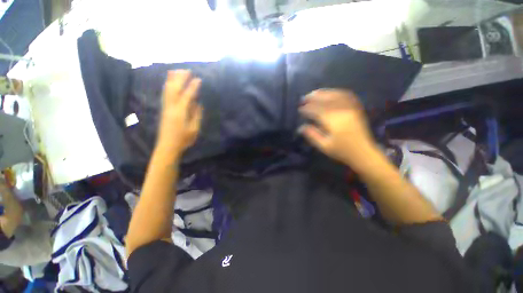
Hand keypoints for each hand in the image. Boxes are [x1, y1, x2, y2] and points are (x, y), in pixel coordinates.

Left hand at [157, 70, 202, 155]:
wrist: (167, 146)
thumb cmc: (184, 139)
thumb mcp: (194, 129)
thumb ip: (196, 115)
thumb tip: (197, 103)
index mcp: (180, 112)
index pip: (187, 95)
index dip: (193, 87)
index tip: (199, 79)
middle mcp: (171, 107)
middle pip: (175, 89)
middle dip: (181, 78)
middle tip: (187, 70)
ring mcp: (166, 107)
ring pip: (167, 89)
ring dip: (172, 79)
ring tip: (177, 71)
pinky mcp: (164, 109)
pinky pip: (165, 94)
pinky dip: (167, 85)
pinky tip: (170, 82)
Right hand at [299, 89, 377, 168]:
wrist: (364, 152)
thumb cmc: (342, 151)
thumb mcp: (324, 146)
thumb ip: (312, 135)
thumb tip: (300, 127)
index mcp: (333, 121)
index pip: (317, 111)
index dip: (307, 109)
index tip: (299, 110)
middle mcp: (342, 111)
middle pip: (325, 100)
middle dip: (313, 98)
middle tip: (304, 99)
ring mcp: (351, 107)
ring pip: (335, 95)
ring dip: (323, 93)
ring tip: (314, 93)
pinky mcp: (356, 108)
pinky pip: (346, 95)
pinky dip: (336, 92)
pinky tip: (330, 93)